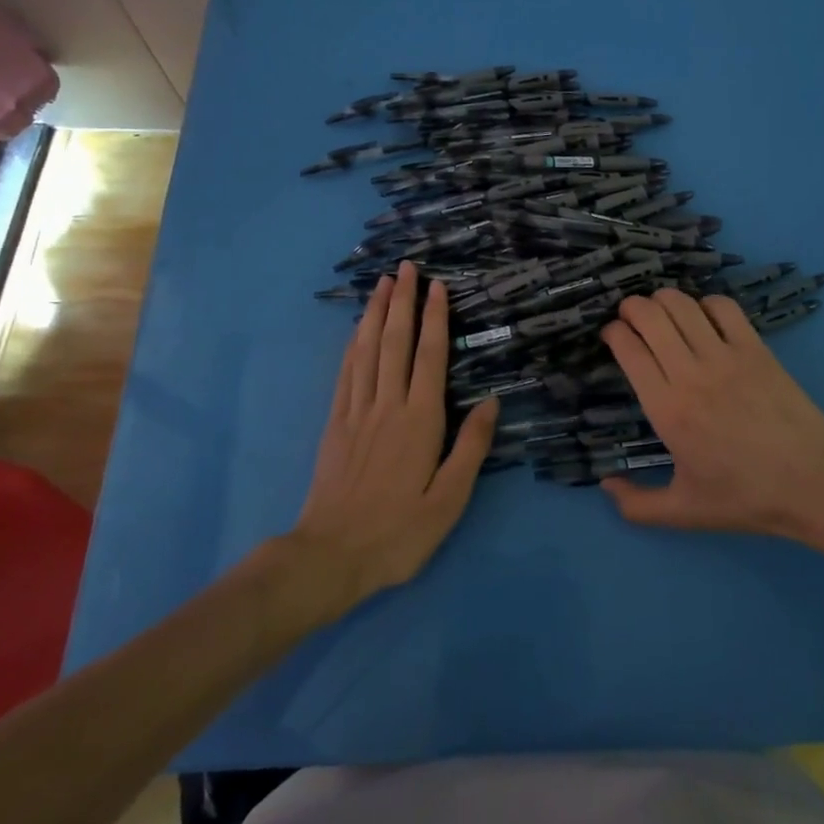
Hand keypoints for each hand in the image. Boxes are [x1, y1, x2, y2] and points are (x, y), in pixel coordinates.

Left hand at [292, 262, 498, 601]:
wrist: (330, 556)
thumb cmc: (399, 532)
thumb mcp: (449, 501)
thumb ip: (471, 447)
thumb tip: (492, 401)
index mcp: (420, 421)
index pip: (429, 356)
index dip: (434, 318)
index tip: (437, 286)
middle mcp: (388, 405)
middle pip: (395, 342)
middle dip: (402, 301)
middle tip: (406, 267)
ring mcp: (357, 412)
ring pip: (367, 350)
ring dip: (375, 313)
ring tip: (382, 283)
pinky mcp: (335, 424)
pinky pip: (346, 373)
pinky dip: (352, 344)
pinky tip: (357, 329)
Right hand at [598, 288, 823, 538]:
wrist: (812, 483)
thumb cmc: (744, 498)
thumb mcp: (683, 512)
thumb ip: (636, 505)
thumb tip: (605, 484)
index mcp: (667, 409)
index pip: (629, 349)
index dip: (613, 333)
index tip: (612, 335)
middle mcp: (690, 374)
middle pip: (650, 315)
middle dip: (632, 307)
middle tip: (630, 316)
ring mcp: (725, 356)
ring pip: (683, 305)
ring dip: (663, 299)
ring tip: (660, 309)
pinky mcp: (756, 348)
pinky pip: (724, 307)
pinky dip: (706, 303)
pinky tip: (704, 316)